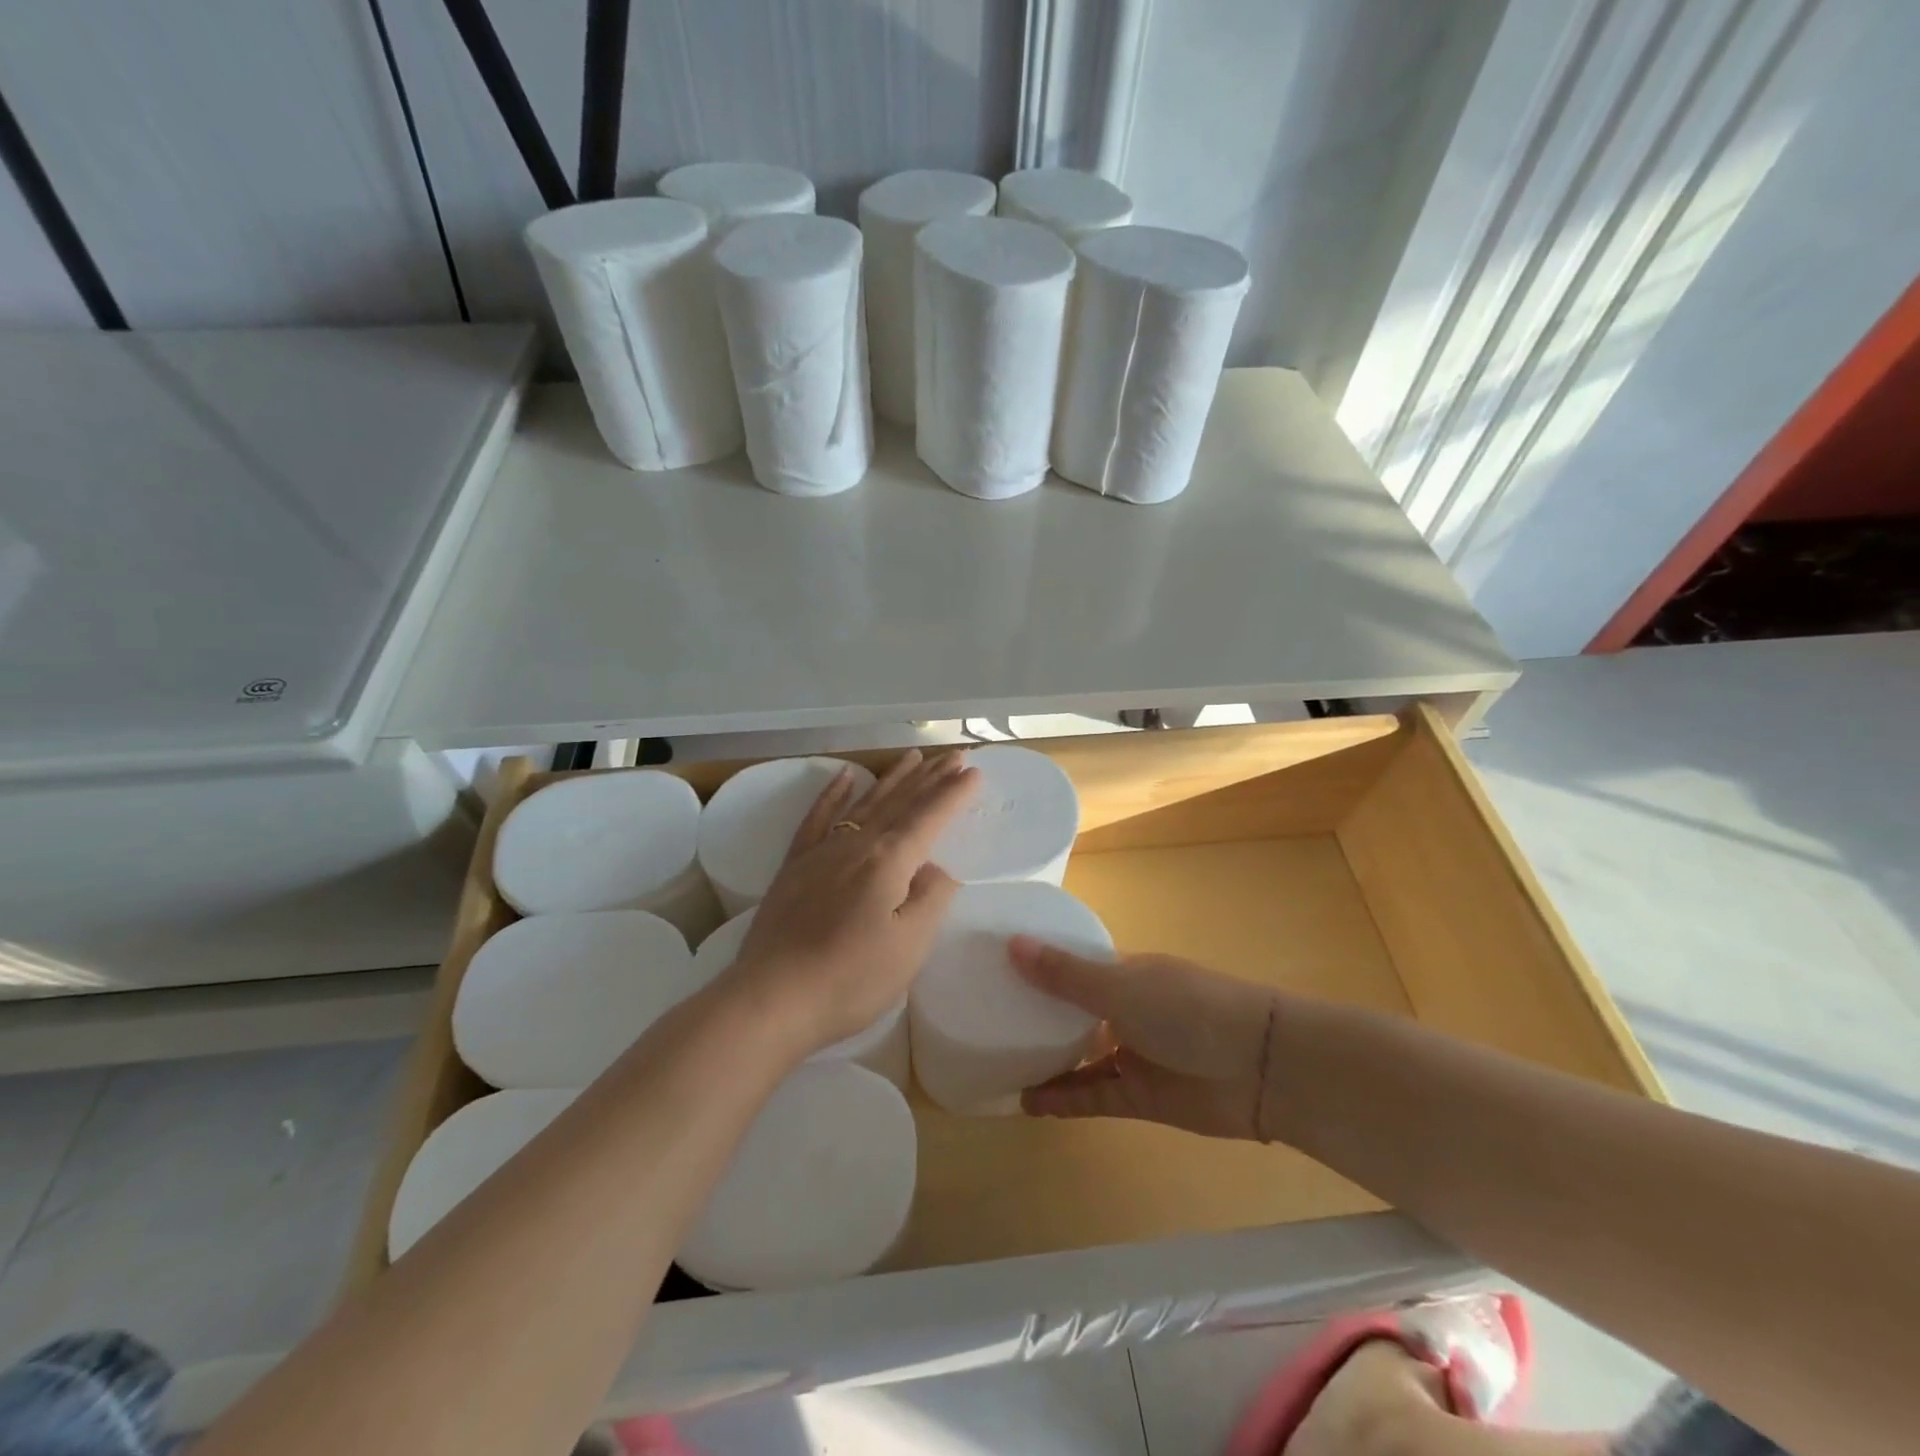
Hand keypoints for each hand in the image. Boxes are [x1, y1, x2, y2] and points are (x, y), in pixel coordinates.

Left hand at [725, 750, 978, 1055]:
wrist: (771, 999)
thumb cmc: (850, 979)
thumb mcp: (910, 946)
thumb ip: (931, 899)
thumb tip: (936, 867)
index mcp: (888, 861)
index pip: (929, 817)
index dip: (954, 794)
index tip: (975, 771)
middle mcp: (855, 843)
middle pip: (900, 802)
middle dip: (930, 777)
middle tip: (955, 755)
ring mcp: (821, 851)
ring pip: (864, 802)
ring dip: (892, 778)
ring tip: (913, 757)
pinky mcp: (794, 865)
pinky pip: (817, 817)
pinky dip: (832, 793)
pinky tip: (844, 776)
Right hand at [1011, 938, 1284, 1140]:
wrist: (1260, 1068)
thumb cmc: (1188, 1009)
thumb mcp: (1121, 987)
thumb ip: (1066, 975)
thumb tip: (1012, 944)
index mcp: (1126, 973)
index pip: (1075, 966)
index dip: (1041, 966)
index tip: (997, 967)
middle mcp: (1127, 1010)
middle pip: (1075, 1013)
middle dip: (1039, 1016)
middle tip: (988, 1019)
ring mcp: (1134, 1054)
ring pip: (1081, 1057)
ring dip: (1048, 1062)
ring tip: (1001, 1064)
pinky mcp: (1140, 1097)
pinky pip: (1093, 1096)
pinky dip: (1065, 1099)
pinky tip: (1029, 1101)